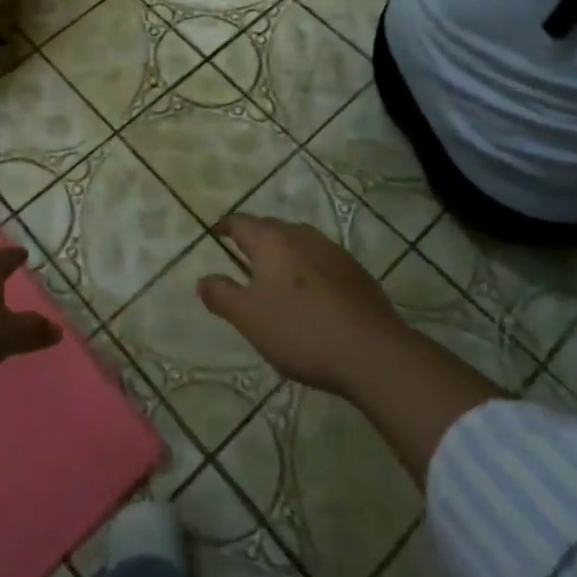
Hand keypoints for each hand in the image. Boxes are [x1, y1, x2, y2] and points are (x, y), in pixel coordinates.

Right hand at [196, 215, 405, 396]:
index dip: (225, 227)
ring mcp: (334, 252)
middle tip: (243, 257)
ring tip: (277, 275)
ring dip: (285, 253)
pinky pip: (322, 261)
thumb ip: (222, 295)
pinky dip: (309, 269)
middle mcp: (302, 236)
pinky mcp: (357, 272)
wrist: (373, 353)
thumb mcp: (249, 318)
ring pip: (299, 242)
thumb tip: (203, 279)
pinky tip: (312, 294)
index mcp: (271, 241)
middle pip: (271, 228)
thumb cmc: (301, 331)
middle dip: (255, 239)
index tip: (216, 233)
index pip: (241, 223)